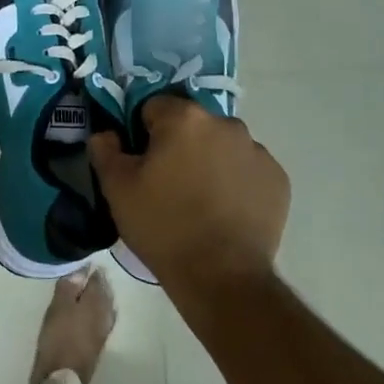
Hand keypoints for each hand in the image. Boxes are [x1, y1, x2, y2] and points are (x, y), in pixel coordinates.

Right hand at [88, 95, 289, 294]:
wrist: (221, 276)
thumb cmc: (163, 226)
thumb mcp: (117, 189)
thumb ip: (105, 150)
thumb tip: (106, 134)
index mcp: (184, 119)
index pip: (154, 107)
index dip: (142, 133)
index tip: (141, 163)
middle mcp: (226, 124)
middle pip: (192, 125)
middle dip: (179, 145)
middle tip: (168, 183)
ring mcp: (257, 151)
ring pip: (222, 145)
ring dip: (209, 160)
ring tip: (199, 201)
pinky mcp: (278, 179)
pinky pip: (247, 169)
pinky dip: (236, 181)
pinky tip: (225, 211)